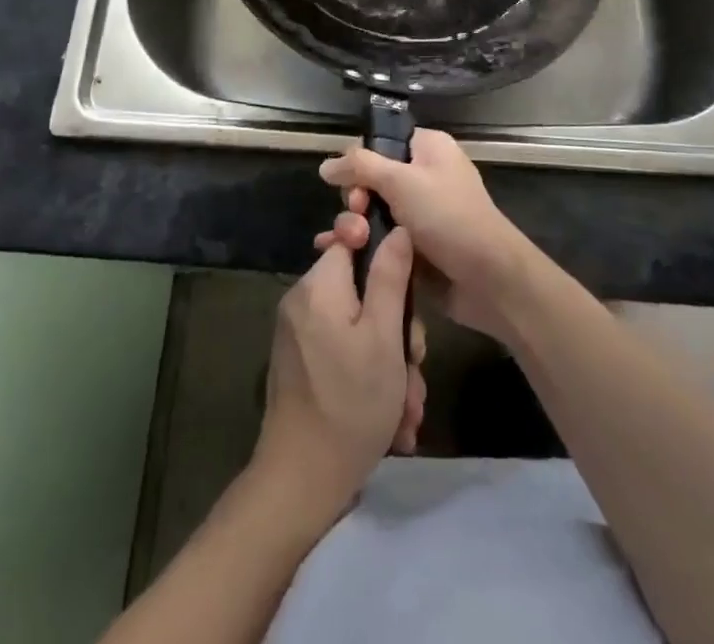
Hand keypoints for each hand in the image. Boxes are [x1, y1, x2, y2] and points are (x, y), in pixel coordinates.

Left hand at [254, 229, 424, 522]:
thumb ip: (390, 277)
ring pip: (358, 328)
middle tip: (414, 365)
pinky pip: (343, 353)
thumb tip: (396, 228)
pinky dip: (369, 377)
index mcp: (318, 285)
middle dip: (397, 328)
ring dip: (389, 363)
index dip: (384, 255)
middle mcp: (303, 302)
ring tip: (407, 408)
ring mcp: (299, 335)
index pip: (351, 239)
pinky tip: (392, 420)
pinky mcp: (301, 365)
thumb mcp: (384, 338)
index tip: (408, 287)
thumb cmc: (350, 404)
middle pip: (361, 289)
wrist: (300, 483)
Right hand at [318, 129, 536, 343]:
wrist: (488, 278)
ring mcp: (417, 214)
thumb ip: (360, 167)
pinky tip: (336, 254)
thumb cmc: (448, 217)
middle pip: (370, 178)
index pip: (381, 142)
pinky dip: (359, 244)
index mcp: (428, 149)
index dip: (360, 160)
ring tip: (350, 241)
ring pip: (371, 211)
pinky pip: (377, 238)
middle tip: (358, 215)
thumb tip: (325, 165)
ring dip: (353, 224)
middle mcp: (423, 176)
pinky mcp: (412, 247)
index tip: (351, 182)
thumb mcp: (402, 181)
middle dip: (356, 198)